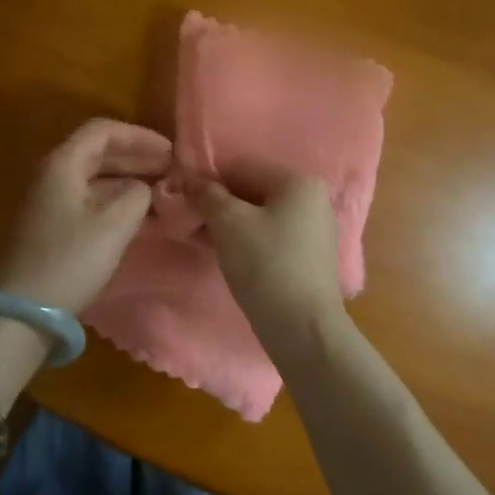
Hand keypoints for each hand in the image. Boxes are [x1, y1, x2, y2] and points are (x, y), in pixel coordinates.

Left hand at [0, 118, 172, 313]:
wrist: (22, 311)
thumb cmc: (69, 261)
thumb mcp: (113, 225)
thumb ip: (137, 195)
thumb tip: (144, 187)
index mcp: (63, 163)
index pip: (103, 131)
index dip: (139, 136)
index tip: (171, 151)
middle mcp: (52, 174)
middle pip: (99, 152)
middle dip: (137, 158)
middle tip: (173, 171)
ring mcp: (49, 201)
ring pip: (95, 177)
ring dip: (129, 180)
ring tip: (162, 192)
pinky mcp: (51, 225)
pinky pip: (89, 199)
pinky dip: (116, 200)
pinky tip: (139, 214)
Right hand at [192, 160, 346, 356]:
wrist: (301, 327)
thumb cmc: (265, 264)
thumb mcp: (228, 223)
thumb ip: (206, 194)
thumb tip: (187, 176)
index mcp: (298, 182)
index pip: (242, 166)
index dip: (208, 178)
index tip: (181, 195)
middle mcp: (312, 199)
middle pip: (251, 190)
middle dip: (217, 202)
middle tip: (187, 218)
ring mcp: (312, 230)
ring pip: (258, 215)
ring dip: (227, 222)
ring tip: (199, 236)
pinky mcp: (307, 257)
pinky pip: (269, 235)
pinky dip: (244, 239)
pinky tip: (221, 251)